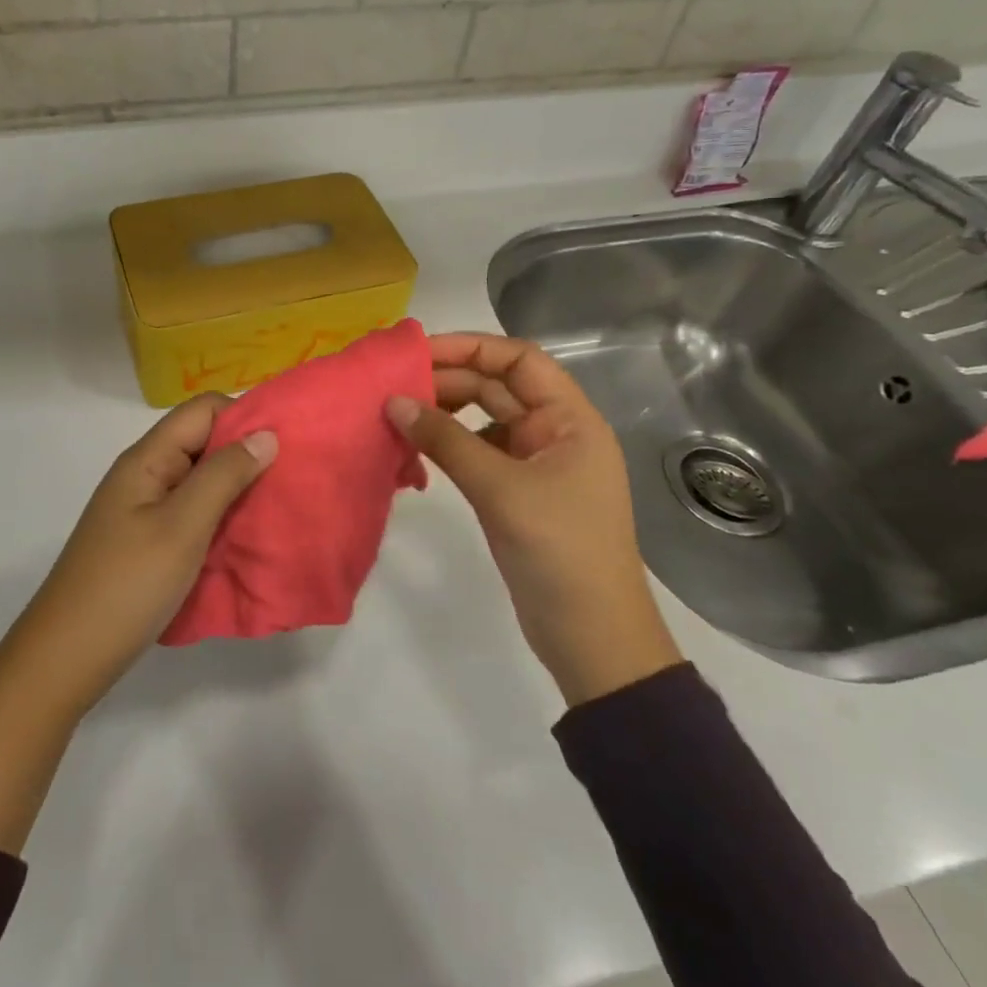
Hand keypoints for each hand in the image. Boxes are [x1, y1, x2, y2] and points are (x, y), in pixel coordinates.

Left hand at [19, 393, 277, 711]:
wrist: (67, 657)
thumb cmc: (127, 584)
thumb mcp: (182, 526)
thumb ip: (224, 476)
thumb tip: (266, 434)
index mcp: (147, 459)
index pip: (202, 410)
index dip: (243, 417)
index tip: (285, 445)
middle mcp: (145, 475)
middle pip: (202, 442)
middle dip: (246, 454)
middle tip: (290, 479)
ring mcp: (144, 510)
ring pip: (200, 481)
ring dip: (237, 489)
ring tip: (276, 508)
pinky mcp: (147, 542)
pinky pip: (192, 514)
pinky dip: (220, 518)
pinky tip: (245, 538)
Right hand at [386, 333, 680, 707]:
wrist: (593, 638)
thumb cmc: (559, 551)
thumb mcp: (501, 489)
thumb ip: (446, 441)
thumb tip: (392, 401)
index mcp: (570, 419)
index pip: (519, 360)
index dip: (470, 348)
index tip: (417, 353)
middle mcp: (555, 432)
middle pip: (498, 387)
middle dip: (448, 381)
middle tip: (393, 386)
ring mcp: (537, 464)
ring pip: (485, 420)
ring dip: (445, 413)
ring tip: (398, 414)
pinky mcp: (518, 493)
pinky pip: (478, 453)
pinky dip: (448, 446)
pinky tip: (416, 451)